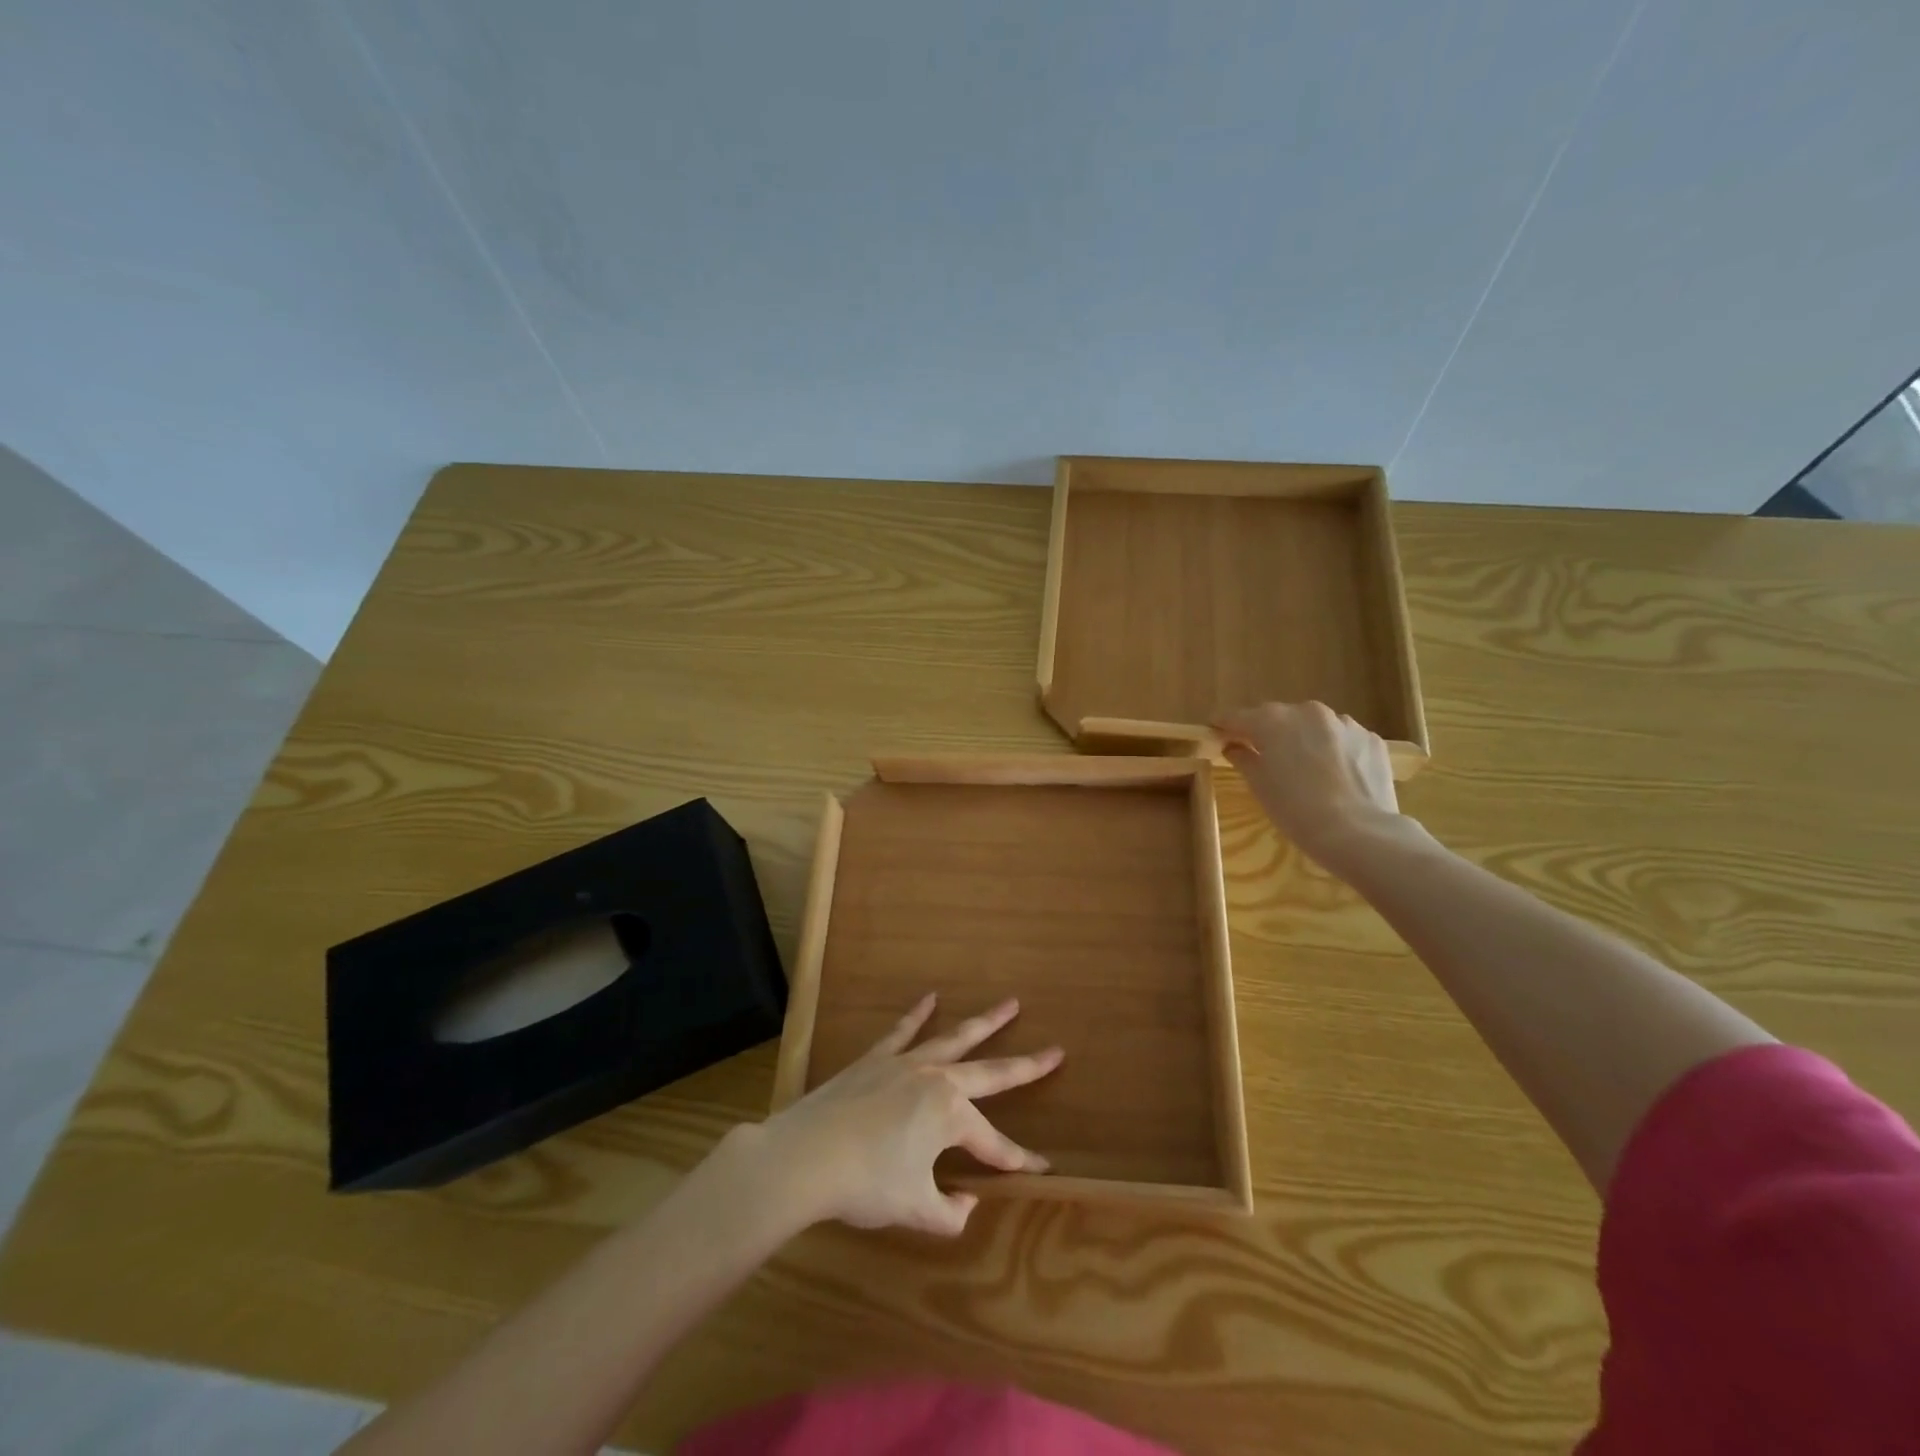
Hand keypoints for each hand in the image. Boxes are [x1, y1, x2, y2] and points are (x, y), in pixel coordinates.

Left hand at [758, 994, 1062, 1236]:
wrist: (806, 1155)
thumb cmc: (865, 1184)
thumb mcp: (915, 1210)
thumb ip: (949, 1213)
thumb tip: (966, 1202)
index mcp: (950, 1115)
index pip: (995, 1143)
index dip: (1019, 1159)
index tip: (1042, 1167)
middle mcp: (936, 1079)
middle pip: (990, 1072)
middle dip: (1025, 1066)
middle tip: (1055, 1051)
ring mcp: (906, 1062)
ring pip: (954, 1038)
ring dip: (985, 1022)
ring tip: (1010, 1004)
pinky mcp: (876, 1058)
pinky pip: (903, 1030)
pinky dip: (918, 1014)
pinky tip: (930, 998)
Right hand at [1214, 701, 1399, 866]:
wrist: (1359, 832)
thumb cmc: (1296, 810)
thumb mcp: (1259, 786)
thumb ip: (1243, 758)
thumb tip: (1234, 747)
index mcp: (1274, 720)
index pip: (1238, 716)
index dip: (1223, 725)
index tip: (1214, 732)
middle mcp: (1309, 712)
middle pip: (1277, 717)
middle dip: (1266, 732)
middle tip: (1259, 754)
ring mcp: (1344, 723)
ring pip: (1313, 726)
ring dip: (1302, 740)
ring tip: (1303, 768)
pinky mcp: (1371, 739)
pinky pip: (1341, 739)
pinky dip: (1331, 750)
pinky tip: (1333, 776)